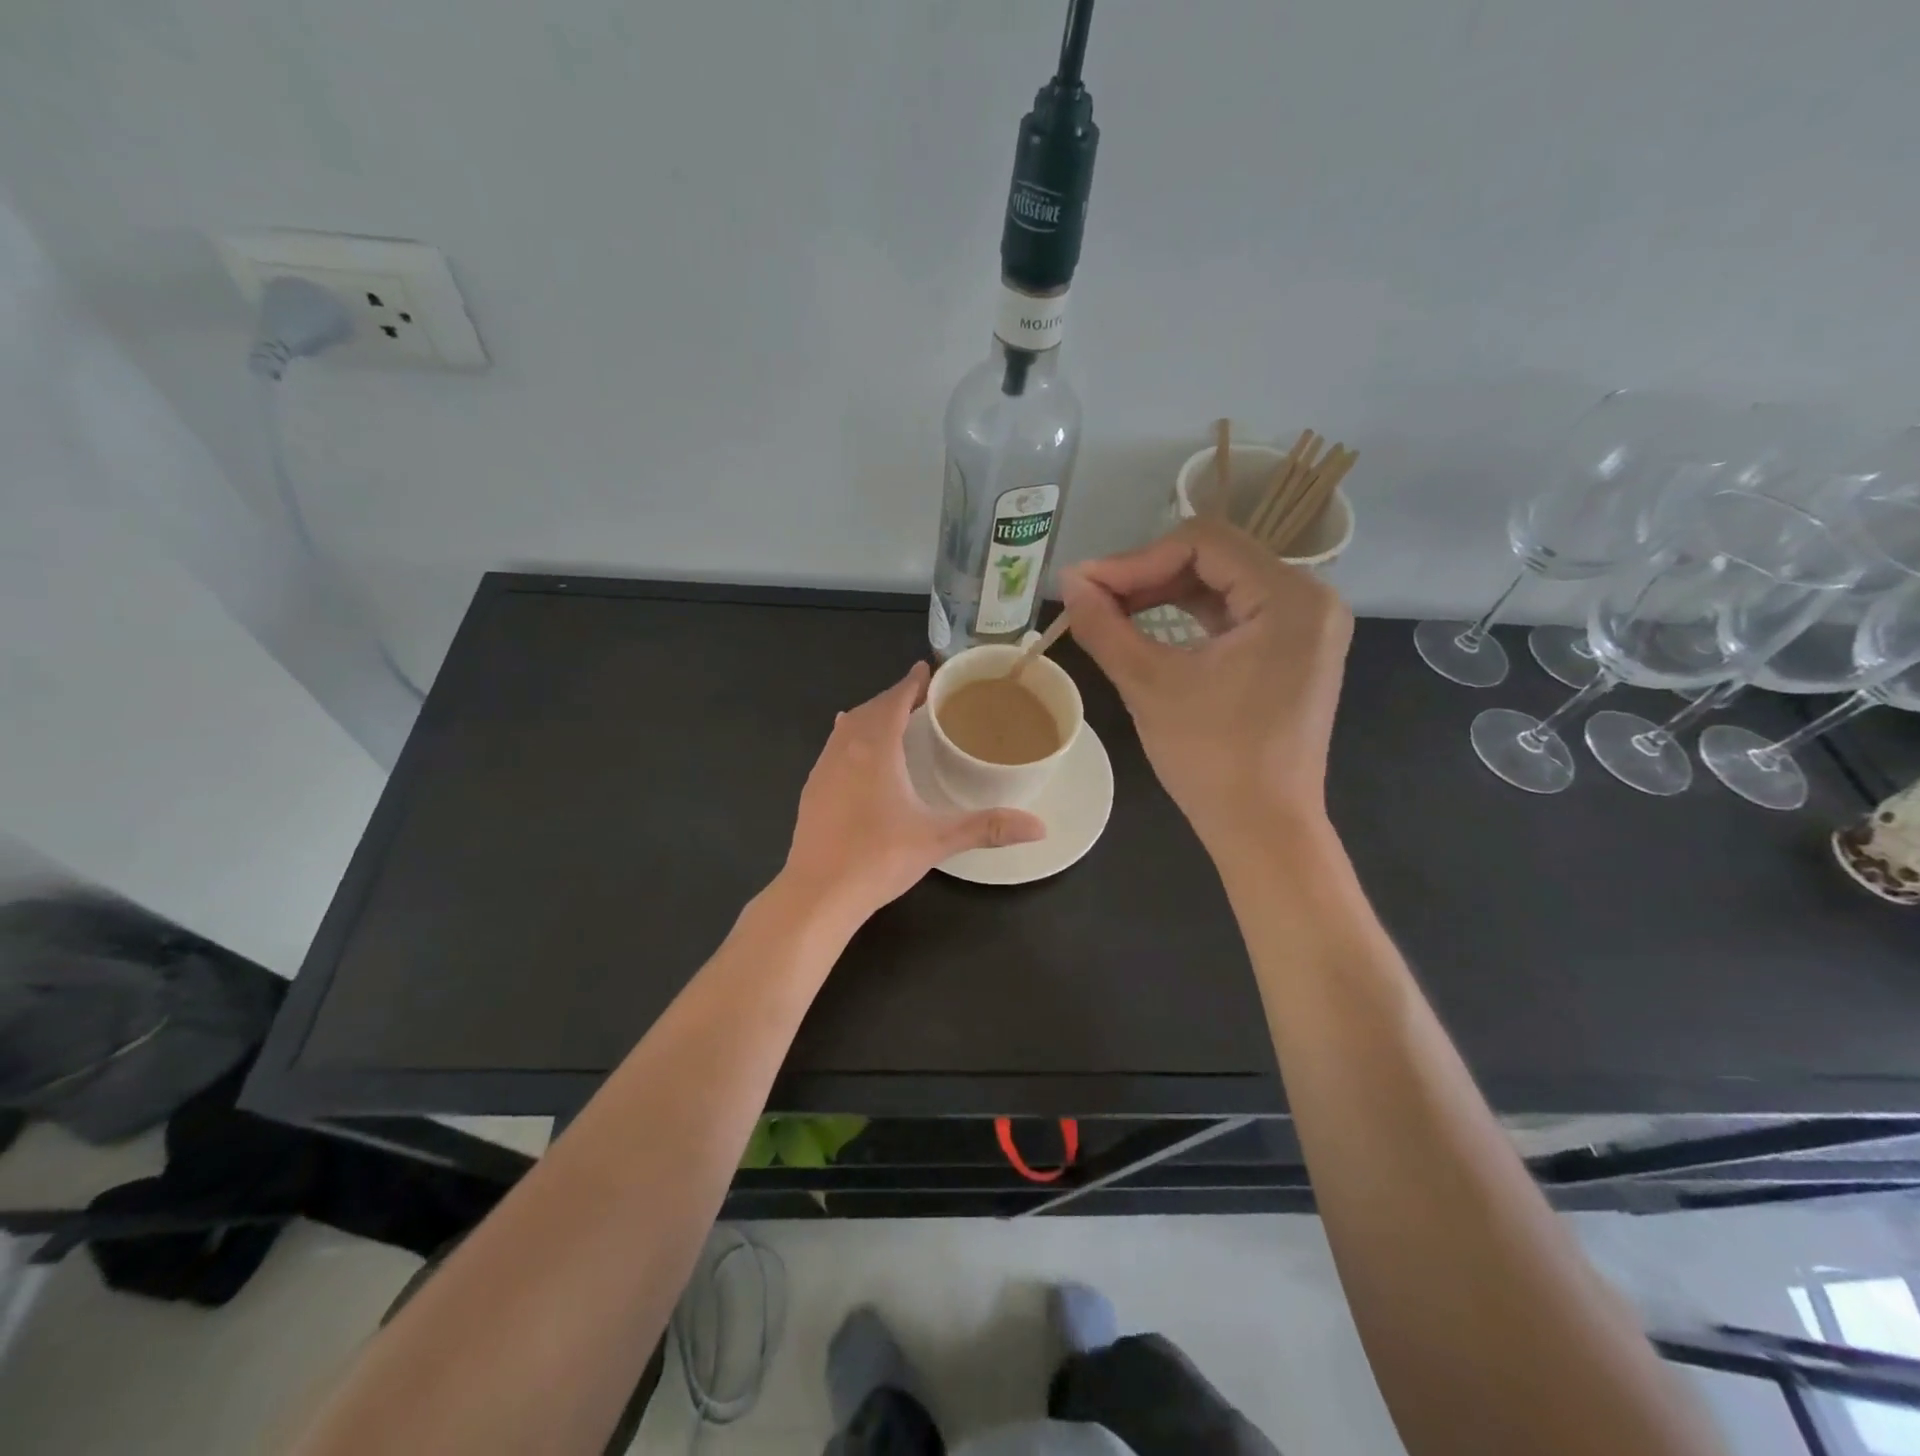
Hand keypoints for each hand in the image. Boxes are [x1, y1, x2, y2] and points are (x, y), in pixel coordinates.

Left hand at [783, 663, 1045, 922]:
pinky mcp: (811, 791)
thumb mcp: (938, 839)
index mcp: (875, 749)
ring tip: (891, 719)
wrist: (818, 893)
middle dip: (893, 698)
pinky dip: (850, 739)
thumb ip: (988, 827)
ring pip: (847, 728)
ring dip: (869, 716)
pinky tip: (856, 755)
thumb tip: (1041, 827)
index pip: (893, 701)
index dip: (911, 683)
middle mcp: (845, 749)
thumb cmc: (879, 858)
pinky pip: (833, 749)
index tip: (926, 669)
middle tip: (919, 697)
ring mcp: (822, 770)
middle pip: (869, 709)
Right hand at [1060, 518, 1352, 846]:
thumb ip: (1104, 625)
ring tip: (1112, 611)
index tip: (1085, 586)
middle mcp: (1311, 597)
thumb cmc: (1210, 758)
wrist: (1262, 827)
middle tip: (1093, 599)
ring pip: (1223, 583)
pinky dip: (1190, 614)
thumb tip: (1068, 581)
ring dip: (1164, 592)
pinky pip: (1237, 612)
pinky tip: (1150, 625)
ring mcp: (1307, 625)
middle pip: (1216, 557)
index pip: (1203, 543)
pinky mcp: (1295, 649)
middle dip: (1147, 574)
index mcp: (1290, 597)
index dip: (1136, 559)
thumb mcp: (1148, 684)